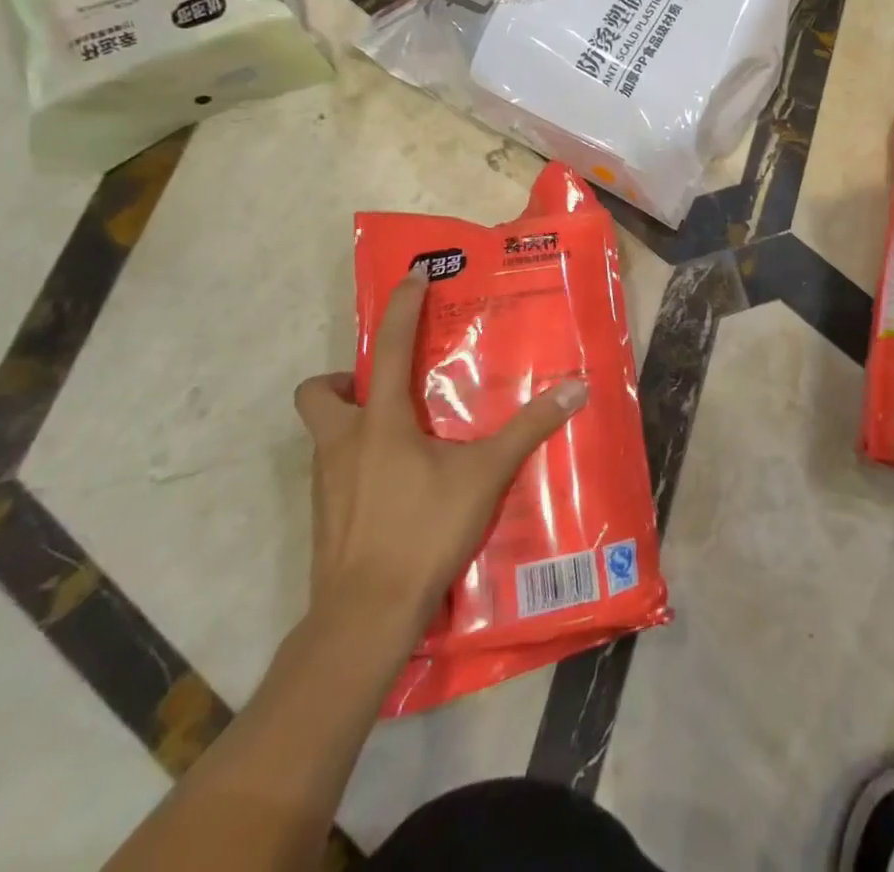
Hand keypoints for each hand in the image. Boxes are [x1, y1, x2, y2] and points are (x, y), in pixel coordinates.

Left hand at [294, 272, 585, 648]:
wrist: (365, 617)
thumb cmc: (423, 531)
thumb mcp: (485, 475)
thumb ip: (528, 429)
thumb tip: (576, 388)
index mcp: (378, 422)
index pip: (389, 347)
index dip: (400, 307)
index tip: (412, 277)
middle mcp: (341, 443)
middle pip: (318, 392)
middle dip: (345, 379)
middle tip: (389, 387)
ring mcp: (325, 483)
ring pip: (324, 433)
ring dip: (354, 421)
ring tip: (405, 436)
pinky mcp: (325, 516)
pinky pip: (335, 470)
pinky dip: (359, 462)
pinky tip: (398, 485)